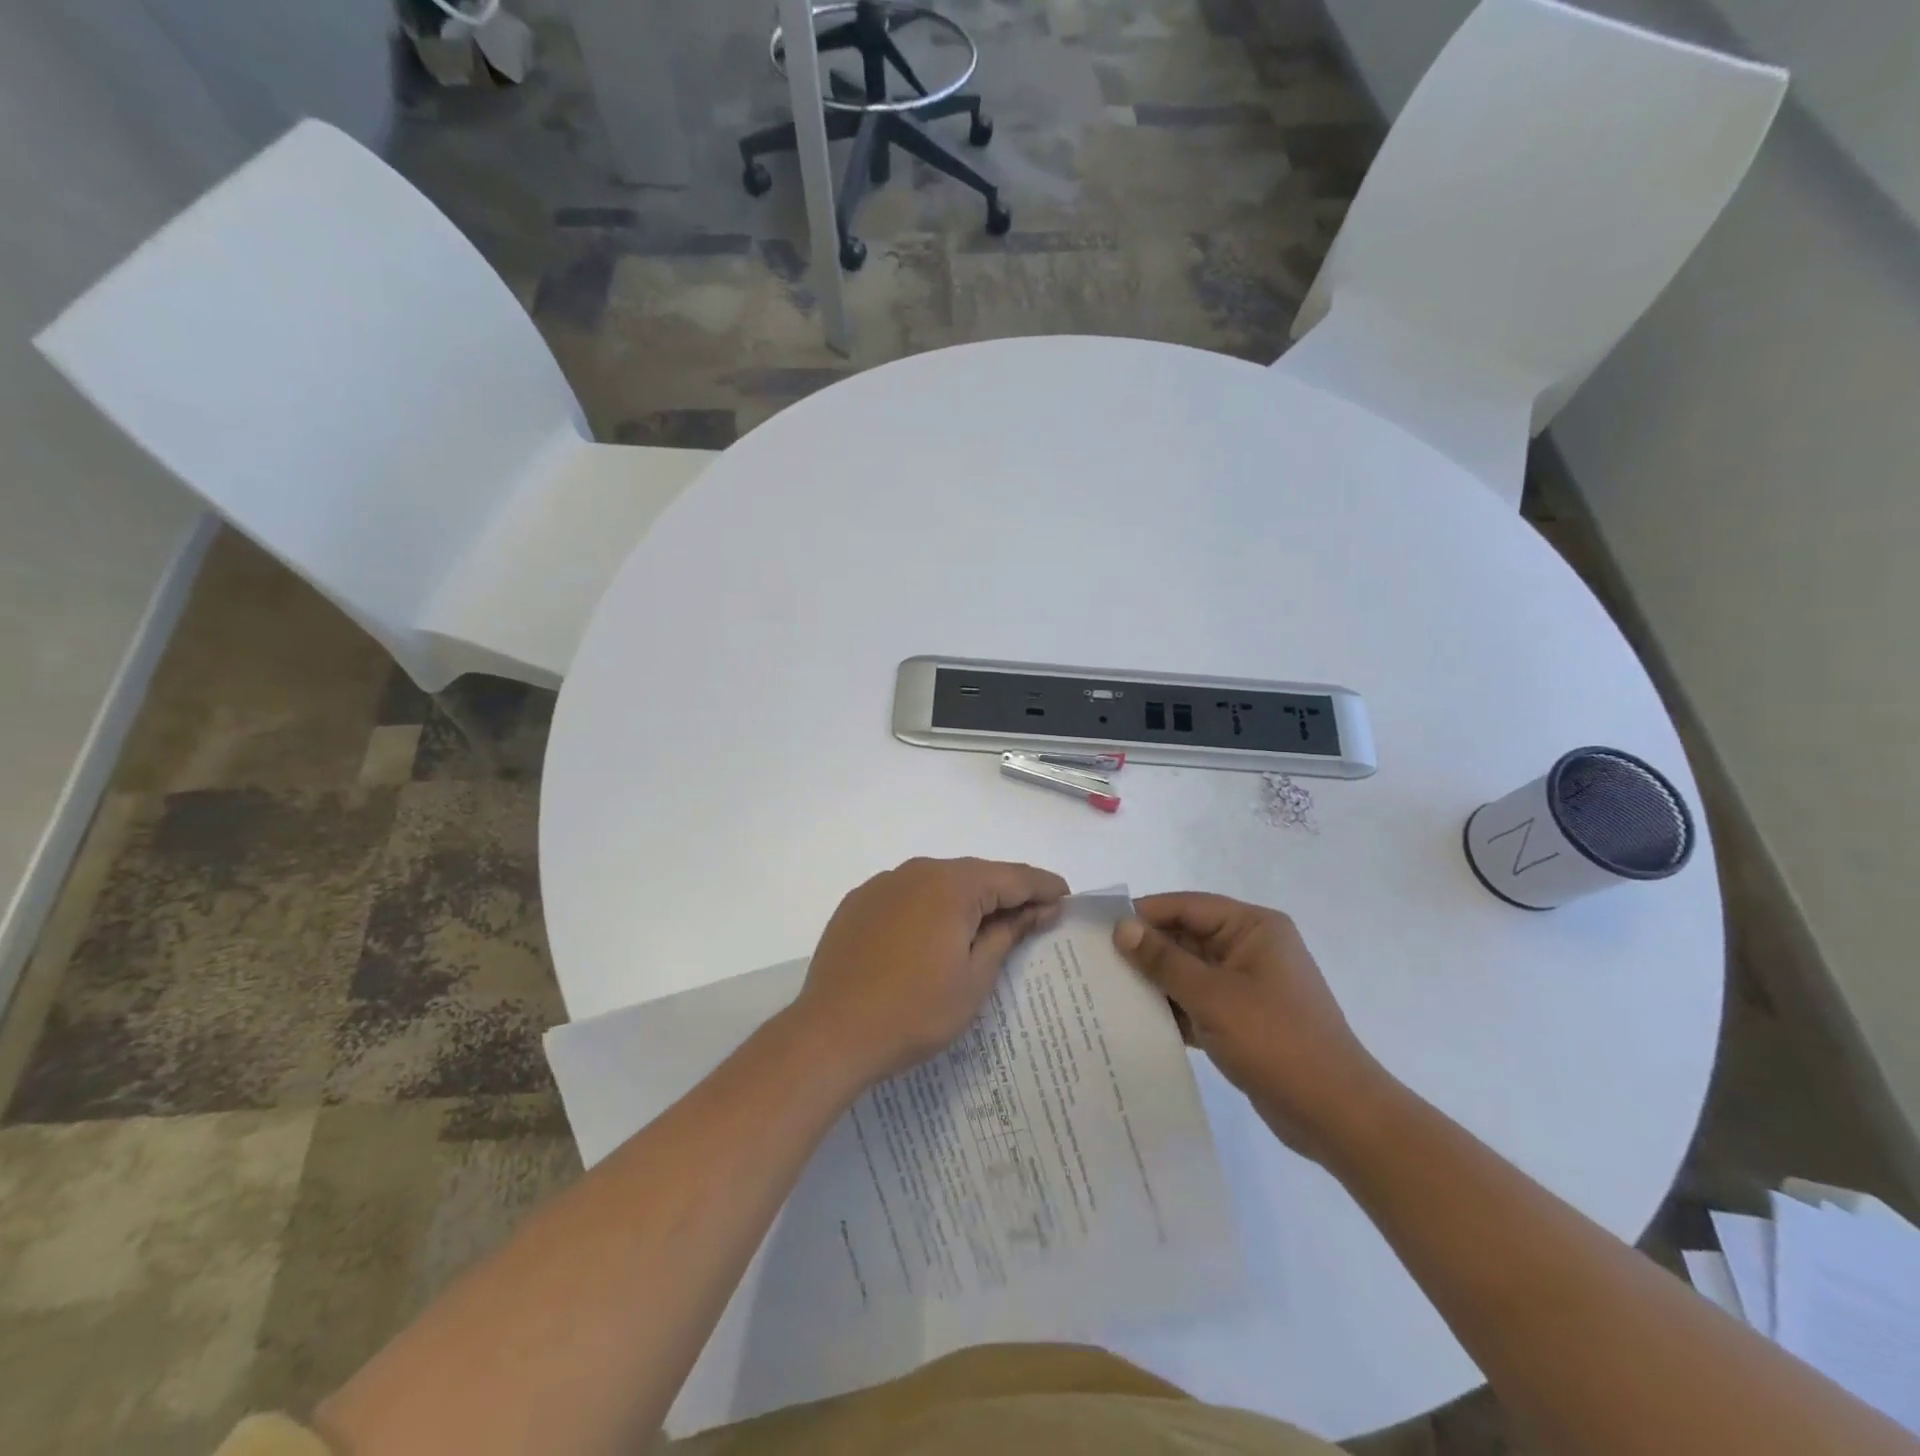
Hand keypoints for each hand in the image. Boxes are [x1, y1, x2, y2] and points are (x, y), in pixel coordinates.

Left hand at [792, 857, 1069, 1085]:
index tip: (1066, 896)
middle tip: (1034, 914)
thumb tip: (1039, 908)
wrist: (832, 1034)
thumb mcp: (975, 978)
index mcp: (951, 885)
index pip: (1011, 876)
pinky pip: (908, 894)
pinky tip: (936, 932)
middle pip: (975, 874)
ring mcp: (883, 884)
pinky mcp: (859, 902)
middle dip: (1007, 892)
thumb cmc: (915, 1011)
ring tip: (988, 926)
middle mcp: (917, 871)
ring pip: (940, 882)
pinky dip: (932, 906)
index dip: (1042, 886)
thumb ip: (1008, 933)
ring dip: (968, 899)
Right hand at [1114, 893, 1395, 1161]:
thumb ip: (1164, 960)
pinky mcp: (1242, 1018)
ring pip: (1188, 971)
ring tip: (1105, 990)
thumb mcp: (1213, 996)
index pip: (1186, 906)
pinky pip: (1197, 1000)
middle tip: (1094, 962)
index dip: (1143, 914)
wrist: (1336, 1115)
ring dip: (1154, 981)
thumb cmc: (1276, 1041)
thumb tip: (1121, 927)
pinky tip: (1134, 1019)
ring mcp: (1247, 984)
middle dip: (1145, 950)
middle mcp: (1250, 947)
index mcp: (1252, 927)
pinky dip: (1172, 1008)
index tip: (1098, 928)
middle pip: (1186, 937)